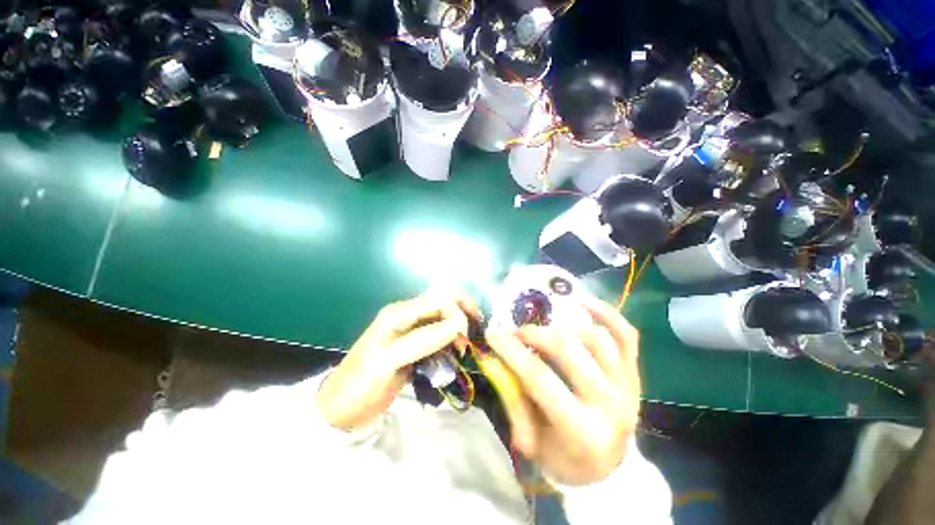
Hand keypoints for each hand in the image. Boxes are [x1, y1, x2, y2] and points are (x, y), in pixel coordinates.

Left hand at [316, 290, 479, 430]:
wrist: (343, 409)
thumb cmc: (361, 384)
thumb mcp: (388, 361)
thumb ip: (422, 340)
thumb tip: (458, 324)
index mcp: (399, 313)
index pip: (438, 299)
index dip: (456, 312)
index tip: (465, 338)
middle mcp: (408, 315)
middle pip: (443, 300)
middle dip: (463, 311)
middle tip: (476, 331)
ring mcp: (412, 329)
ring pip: (444, 316)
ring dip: (459, 326)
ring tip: (465, 347)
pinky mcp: (416, 344)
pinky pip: (440, 333)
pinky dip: (452, 339)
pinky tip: (456, 352)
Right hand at [486, 295, 640, 485]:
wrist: (610, 468)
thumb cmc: (565, 458)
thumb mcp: (531, 441)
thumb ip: (514, 399)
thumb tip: (496, 359)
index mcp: (581, 430)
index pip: (540, 378)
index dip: (512, 351)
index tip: (493, 334)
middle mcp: (609, 404)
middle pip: (568, 350)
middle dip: (535, 334)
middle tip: (517, 332)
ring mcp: (627, 385)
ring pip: (596, 337)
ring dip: (563, 326)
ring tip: (544, 326)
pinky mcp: (635, 372)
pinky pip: (625, 334)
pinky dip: (606, 312)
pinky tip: (582, 301)